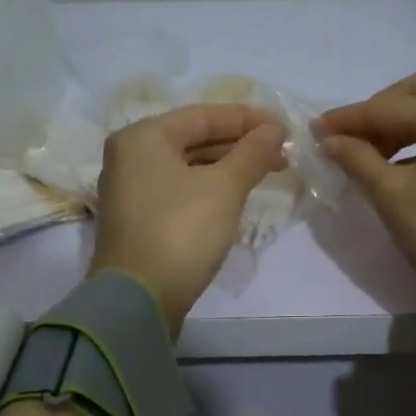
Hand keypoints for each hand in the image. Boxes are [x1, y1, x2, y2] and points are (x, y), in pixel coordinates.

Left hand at [90, 104, 288, 334]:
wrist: (139, 299)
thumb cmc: (181, 231)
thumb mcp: (224, 188)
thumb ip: (253, 153)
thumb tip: (275, 129)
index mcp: (143, 137)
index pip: (204, 116)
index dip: (249, 119)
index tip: (285, 128)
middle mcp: (130, 156)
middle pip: (194, 139)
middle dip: (240, 145)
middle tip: (282, 154)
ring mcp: (130, 191)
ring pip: (188, 167)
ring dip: (227, 168)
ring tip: (267, 173)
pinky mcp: (138, 220)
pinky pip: (179, 191)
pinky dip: (209, 188)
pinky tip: (236, 196)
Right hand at [314, 69, 415, 307]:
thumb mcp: (392, 195)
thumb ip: (357, 159)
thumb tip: (331, 140)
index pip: (390, 107)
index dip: (349, 118)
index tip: (316, 129)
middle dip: (384, 108)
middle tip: (356, 138)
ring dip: (406, 124)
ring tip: (376, 157)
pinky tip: (407, 168)